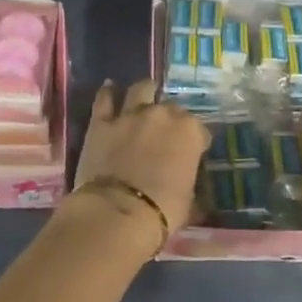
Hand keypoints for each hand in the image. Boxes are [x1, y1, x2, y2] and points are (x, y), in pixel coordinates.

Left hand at [73, 80, 206, 232]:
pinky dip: (108, 93)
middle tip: (166, 133)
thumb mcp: (190, 200)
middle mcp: (162, 115)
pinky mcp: (101, 122)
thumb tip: (187, 183)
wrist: (117, 213)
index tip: (192, 153)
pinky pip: (105, 99)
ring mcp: (130, 114)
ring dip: (145, 91)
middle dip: (171, 118)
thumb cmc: (162, 211)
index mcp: (189, 132)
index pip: (200, 130)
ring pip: (141, 89)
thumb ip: (190, 182)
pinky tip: (110, 88)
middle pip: (172, 108)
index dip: (196, 141)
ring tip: (145, 95)